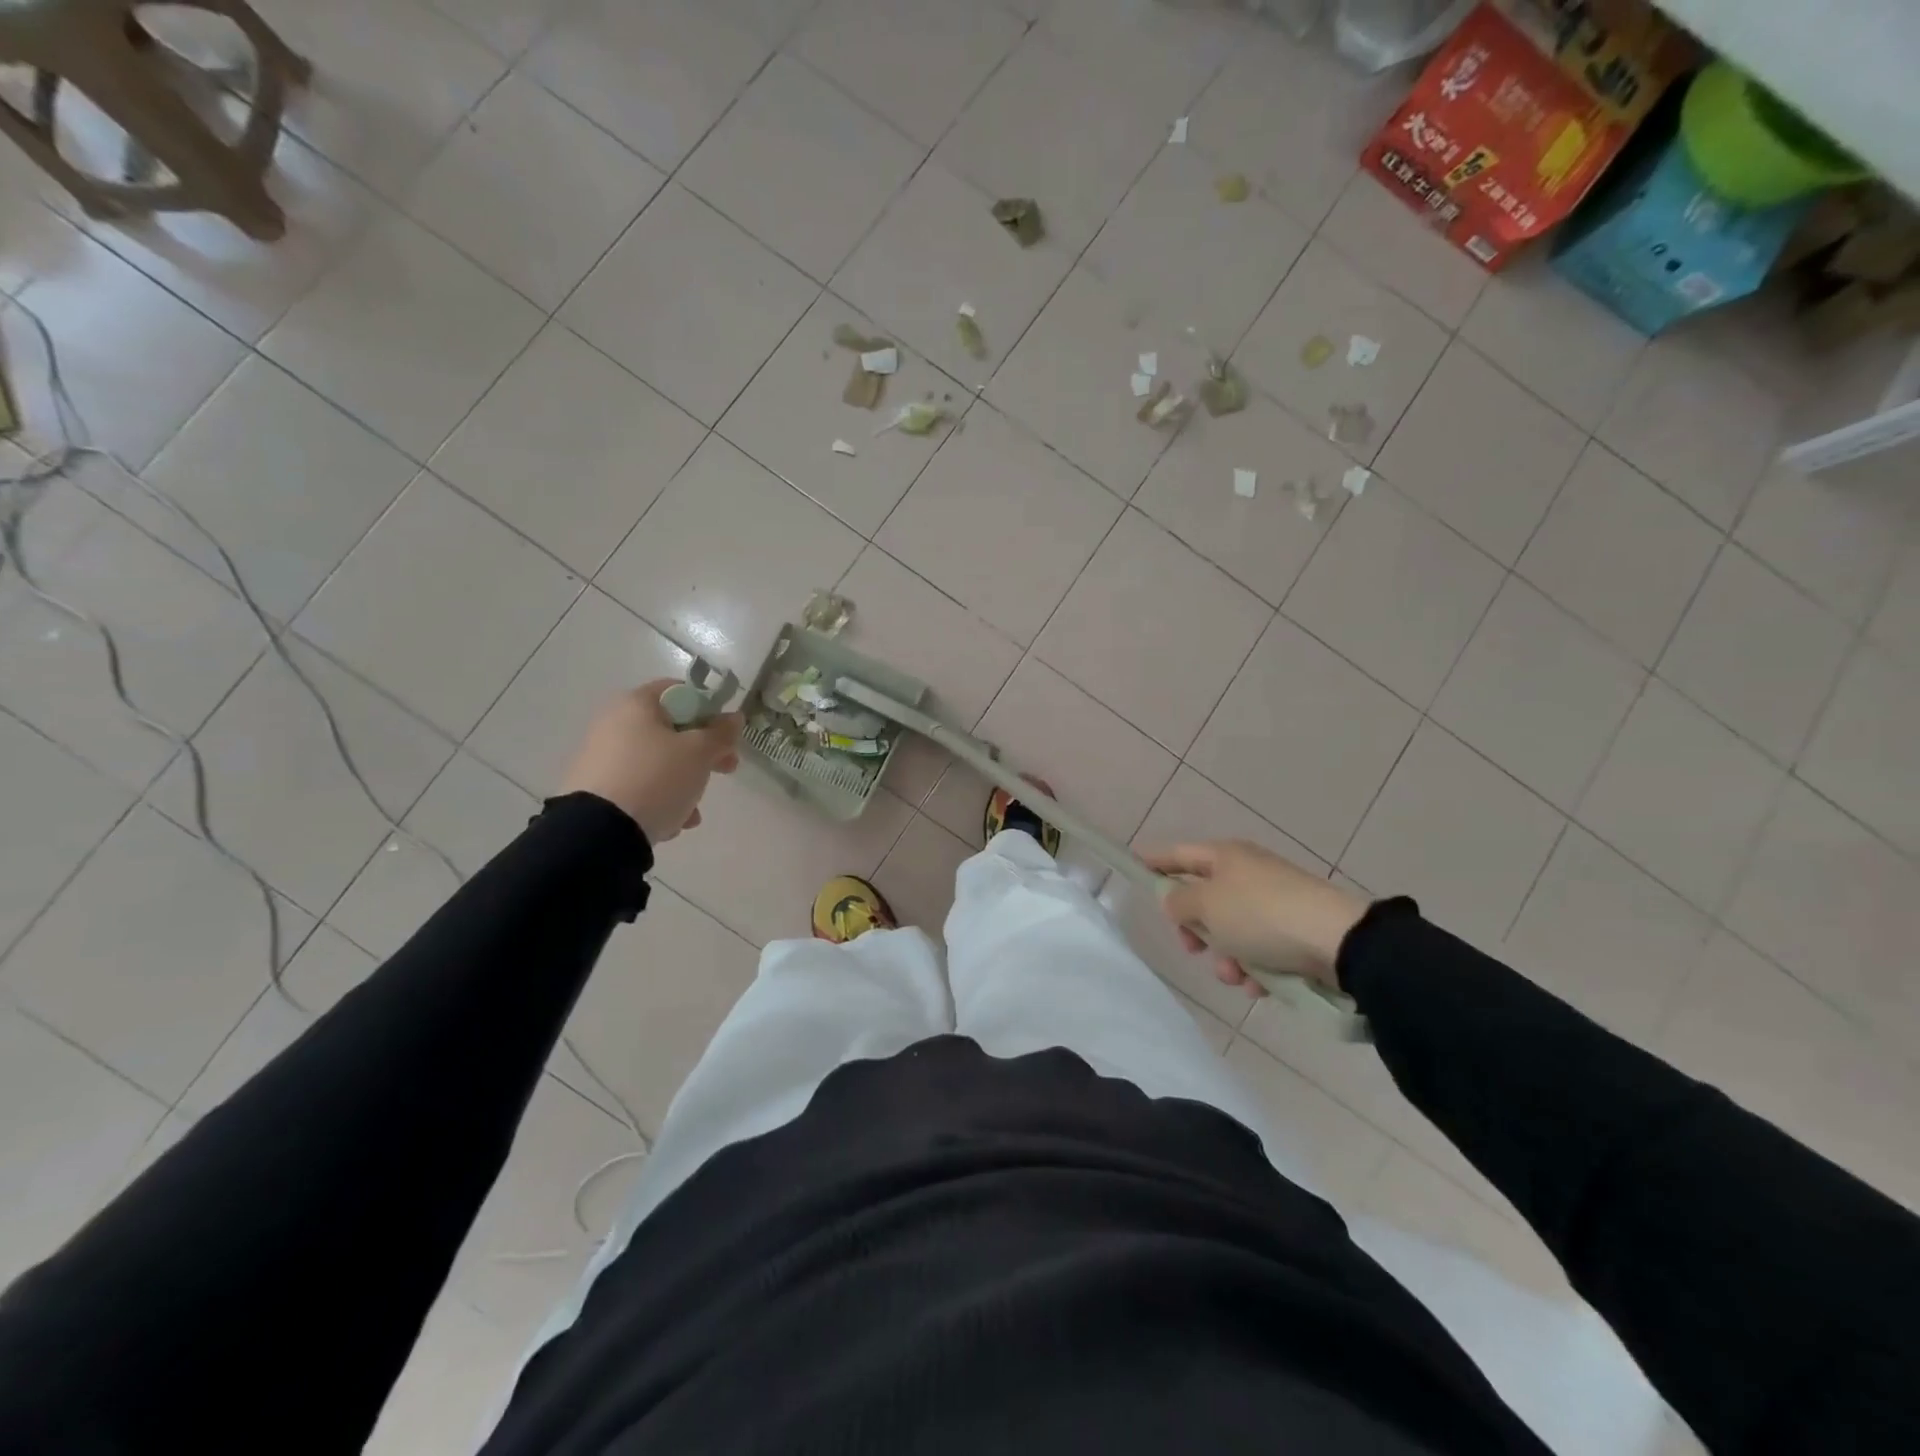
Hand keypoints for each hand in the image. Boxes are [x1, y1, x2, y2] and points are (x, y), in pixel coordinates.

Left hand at [558, 679, 742, 844]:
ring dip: (683, 783)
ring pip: (658, 762)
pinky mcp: (595, 788)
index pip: (681, 692)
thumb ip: (721, 733)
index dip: (709, 711)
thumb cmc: (656, 778)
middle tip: (725, 769)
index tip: (725, 736)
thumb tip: (733, 718)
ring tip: (692, 813)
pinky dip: (659, 800)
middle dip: (702, 754)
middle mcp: (614, 723)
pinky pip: (639, 786)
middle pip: (671, 730)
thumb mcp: (700, 753)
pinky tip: (670, 823)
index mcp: (636, 704)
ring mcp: (601, 757)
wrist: (599, 831)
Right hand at [1140, 840, 1366, 996]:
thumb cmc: (1261, 915)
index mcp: (1225, 857)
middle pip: (1204, 899)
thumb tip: (1172, 898)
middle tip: (1192, 948)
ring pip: (1231, 931)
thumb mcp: (1207, 905)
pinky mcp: (1295, 932)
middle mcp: (1248, 874)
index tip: (1134, 866)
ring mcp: (1274, 902)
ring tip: (1236, 976)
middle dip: (1195, 929)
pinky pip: (1260, 950)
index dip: (1155, 861)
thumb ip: (1179, 901)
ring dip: (1226, 957)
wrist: (1338, 941)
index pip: (1179, 854)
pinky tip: (1260, 986)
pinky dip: (1255, 969)